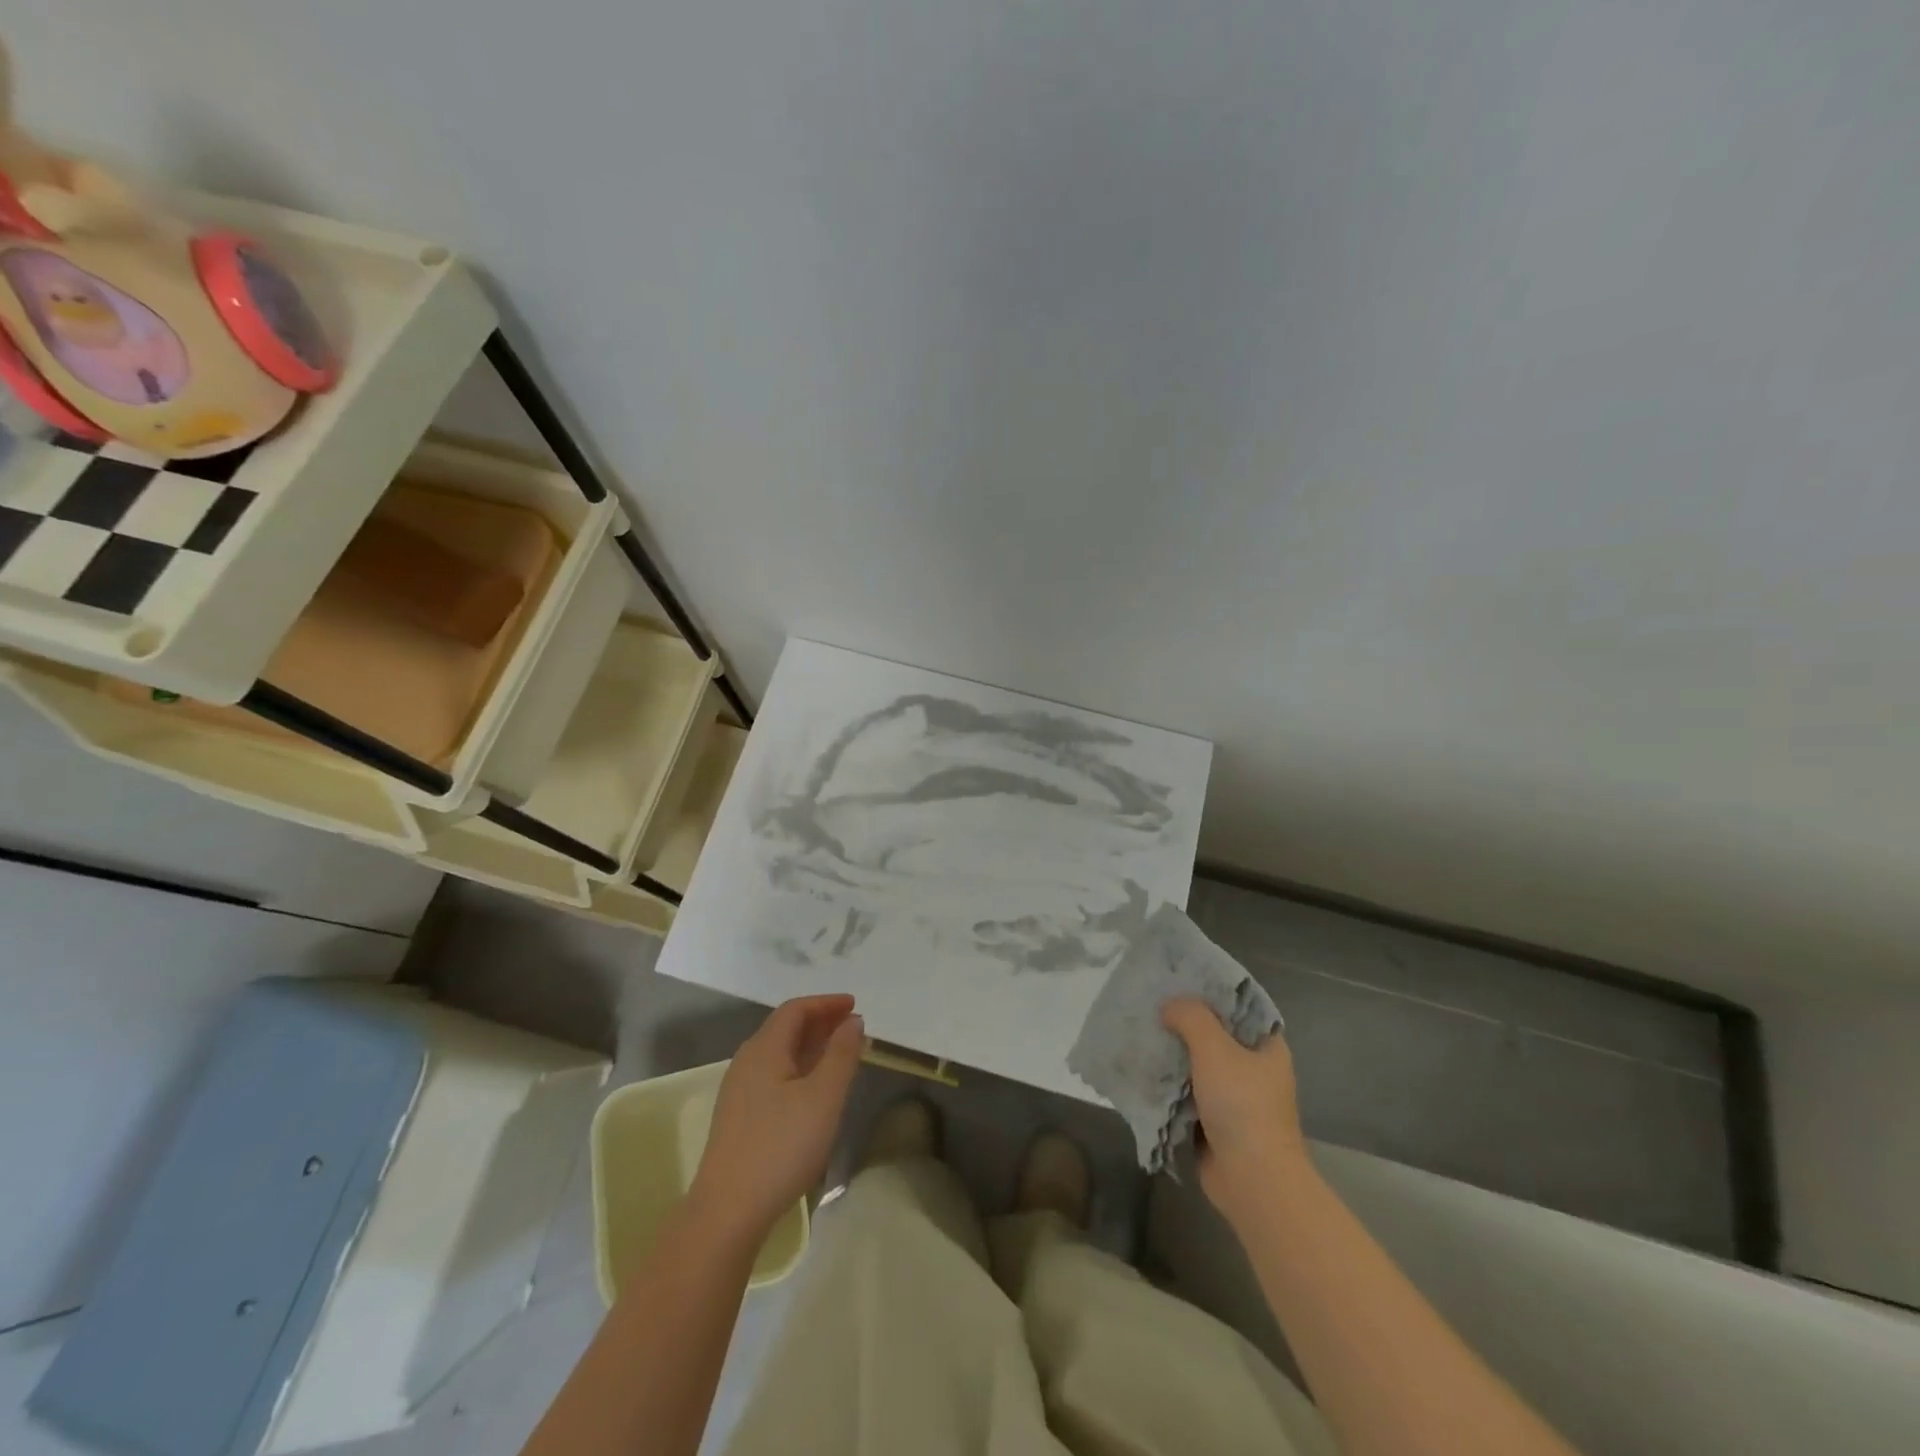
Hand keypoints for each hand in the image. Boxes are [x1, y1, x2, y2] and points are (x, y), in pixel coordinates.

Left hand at [691, 995, 864, 1244]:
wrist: (728, 1212)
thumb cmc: (782, 1147)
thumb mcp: (824, 1097)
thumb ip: (841, 1054)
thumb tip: (853, 1021)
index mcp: (764, 1049)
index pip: (796, 1009)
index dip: (826, 1003)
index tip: (854, 1005)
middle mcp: (747, 1061)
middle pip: (785, 1028)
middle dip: (820, 1022)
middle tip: (852, 1027)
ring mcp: (739, 1091)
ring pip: (779, 1053)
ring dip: (810, 1046)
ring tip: (839, 1054)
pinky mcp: (739, 1117)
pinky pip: (773, 1075)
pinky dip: (799, 1067)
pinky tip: (813, 1089)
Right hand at [1162, 998, 1307, 1221]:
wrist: (1252, 1180)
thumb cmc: (1242, 1105)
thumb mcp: (1215, 1048)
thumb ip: (1191, 1017)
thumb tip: (1169, 1006)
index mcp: (1267, 1046)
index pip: (1238, 1007)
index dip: (1210, 991)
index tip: (1178, 980)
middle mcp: (1254, 1069)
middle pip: (1215, 1035)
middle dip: (1184, 1023)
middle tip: (1151, 1004)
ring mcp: (1236, 1098)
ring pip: (1198, 1065)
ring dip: (1173, 1054)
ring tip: (1141, 1032)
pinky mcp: (1216, 1122)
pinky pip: (1188, 1093)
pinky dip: (1169, 1084)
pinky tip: (1143, 1069)